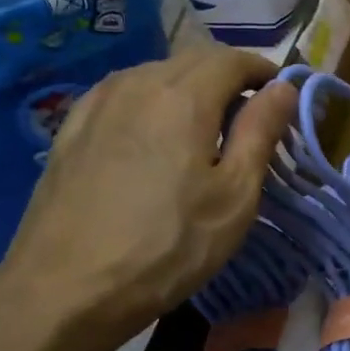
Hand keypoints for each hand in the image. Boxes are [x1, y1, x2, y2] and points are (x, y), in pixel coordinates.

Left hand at [0, 48, 296, 344]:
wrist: (65, 290)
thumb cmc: (168, 246)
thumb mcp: (234, 196)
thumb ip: (261, 132)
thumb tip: (284, 88)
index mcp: (183, 97)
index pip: (233, 60)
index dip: (263, 71)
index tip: (282, 96)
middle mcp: (138, 84)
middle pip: (194, 60)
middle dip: (229, 77)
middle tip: (251, 114)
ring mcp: (98, 103)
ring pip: (157, 73)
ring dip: (190, 87)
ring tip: (206, 125)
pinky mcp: (71, 127)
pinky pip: (124, 93)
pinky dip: (152, 100)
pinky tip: (153, 133)